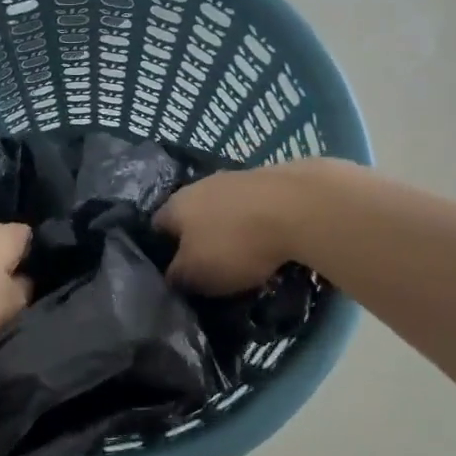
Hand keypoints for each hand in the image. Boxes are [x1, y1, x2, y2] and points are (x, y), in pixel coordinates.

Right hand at [155, 162, 319, 294]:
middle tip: (210, 267)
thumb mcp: (196, 274)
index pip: (156, 228)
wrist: (298, 207)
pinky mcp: (268, 179)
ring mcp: (235, 178)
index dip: (161, 251)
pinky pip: (253, 207)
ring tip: (244, 257)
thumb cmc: (235, 244)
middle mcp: (199, 185)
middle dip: (198, 239)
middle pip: (191, 216)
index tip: (174, 273)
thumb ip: (176, 277)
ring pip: (223, 210)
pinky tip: (270, 241)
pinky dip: (257, 223)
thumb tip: (170, 277)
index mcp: (175, 205)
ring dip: (229, 229)